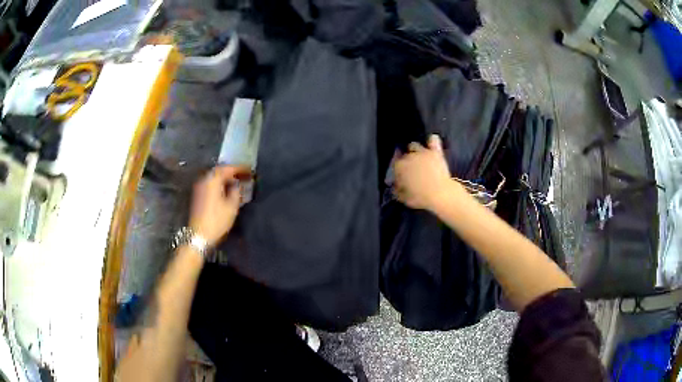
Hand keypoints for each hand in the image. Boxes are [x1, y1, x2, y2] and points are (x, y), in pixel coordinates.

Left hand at [189, 165, 250, 245]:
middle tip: (244, 175)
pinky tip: (227, 190)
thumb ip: (236, 191)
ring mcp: (200, 187)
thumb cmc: (217, 220)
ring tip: (237, 182)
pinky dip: (220, 184)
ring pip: (215, 177)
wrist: (199, 235)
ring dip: (226, 178)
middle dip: (232, 172)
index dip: (240, 168)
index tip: (250, 170)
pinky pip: (211, 184)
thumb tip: (238, 184)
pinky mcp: (198, 195)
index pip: (228, 168)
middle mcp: (205, 179)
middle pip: (220, 171)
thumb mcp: (232, 206)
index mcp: (213, 179)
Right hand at [394, 134, 455, 209]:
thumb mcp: (404, 198)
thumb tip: (395, 186)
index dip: (398, 171)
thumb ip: (397, 190)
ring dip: (415, 150)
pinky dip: (431, 141)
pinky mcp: (436, 152)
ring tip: (419, 157)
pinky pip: (433, 140)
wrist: (440, 194)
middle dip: (406, 161)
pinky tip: (431, 142)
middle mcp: (409, 156)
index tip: (402, 177)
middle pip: (404, 155)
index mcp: (399, 167)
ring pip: (414, 145)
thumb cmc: (420, 198)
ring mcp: (423, 152)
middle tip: (412, 170)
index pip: (395, 164)